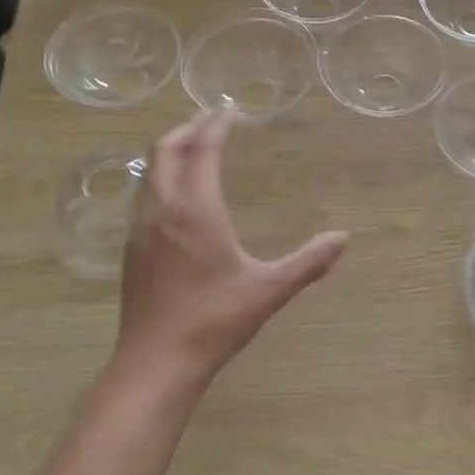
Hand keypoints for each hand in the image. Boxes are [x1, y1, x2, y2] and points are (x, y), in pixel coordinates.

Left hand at [114, 111, 348, 392]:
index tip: (228, 110)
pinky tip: (174, 194)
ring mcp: (141, 228)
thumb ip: (308, 263)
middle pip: (166, 150)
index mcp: (196, 210)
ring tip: (191, 147)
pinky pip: (143, 195)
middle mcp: (163, 209)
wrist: (155, 364)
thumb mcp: (269, 290)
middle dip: (187, 128)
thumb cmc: (214, 321)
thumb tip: (342, 238)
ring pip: (149, 172)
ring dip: (169, 151)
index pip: (202, 150)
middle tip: (209, 119)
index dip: (215, 125)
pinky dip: (159, 177)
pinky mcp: (131, 248)